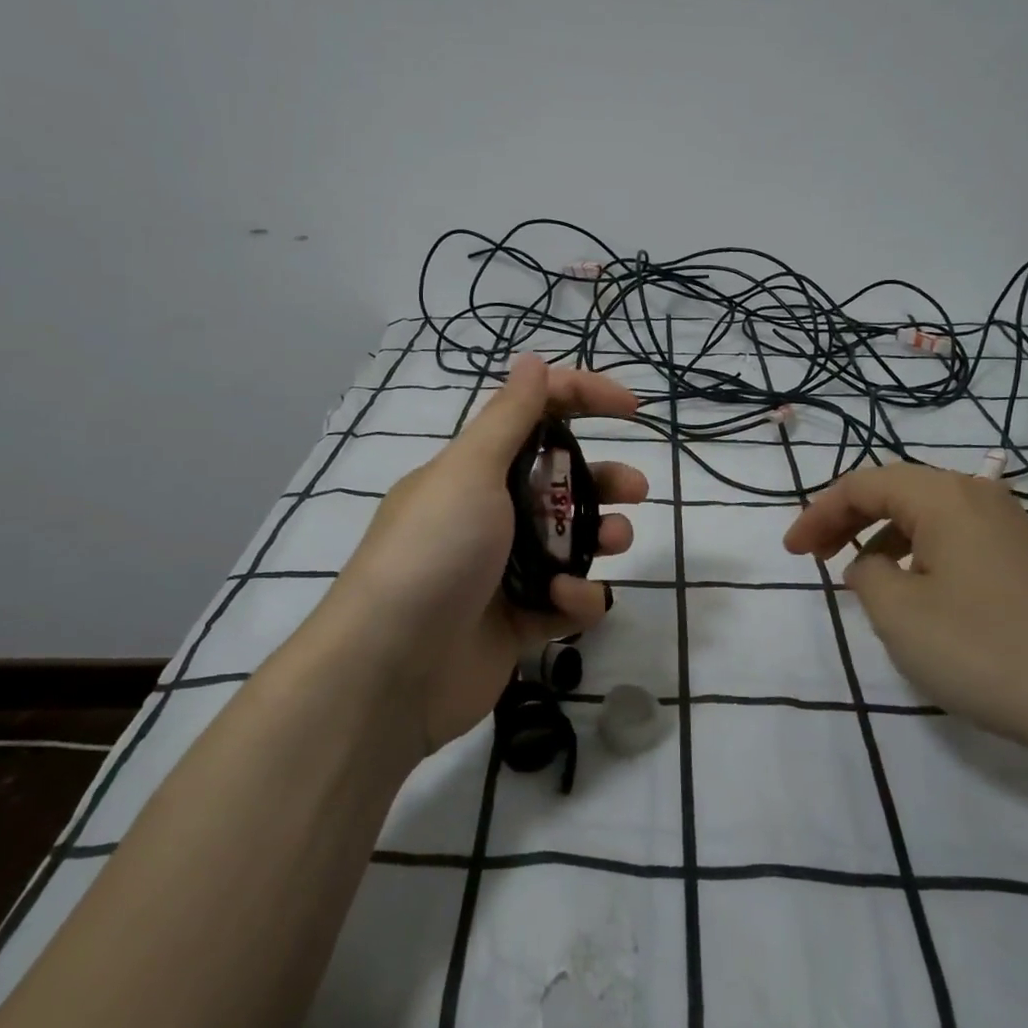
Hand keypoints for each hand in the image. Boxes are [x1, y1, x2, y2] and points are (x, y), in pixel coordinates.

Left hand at [330, 353, 647, 751]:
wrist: (391, 669)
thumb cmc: (433, 552)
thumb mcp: (470, 472)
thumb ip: (509, 417)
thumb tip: (532, 358)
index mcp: (475, 471)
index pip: (535, 416)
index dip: (582, 400)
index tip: (631, 408)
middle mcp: (491, 514)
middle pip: (560, 483)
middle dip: (603, 479)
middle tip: (636, 490)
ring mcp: (506, 570)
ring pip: (571, 542)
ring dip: (599, 536)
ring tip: (615, 541)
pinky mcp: (519, 621)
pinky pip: (565, 600)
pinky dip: (575, 598)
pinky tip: (565, 602)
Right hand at [783, 462, 1027, 754]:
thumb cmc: (982, 649)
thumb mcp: (897, 612)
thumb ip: (865, 574)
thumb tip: (874, 564)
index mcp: (945, 496)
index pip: (863, 484)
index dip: (818, 513)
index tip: (792, 553)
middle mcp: (980, 498)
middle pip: (896, 491)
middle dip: (847, 519)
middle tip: (814, 557)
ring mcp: (1011, 528)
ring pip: (927, 515)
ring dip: (882, 537)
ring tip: (861, 577)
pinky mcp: (1027, 562)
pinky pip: (955, 539)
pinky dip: (918, 554)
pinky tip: (916, 593)